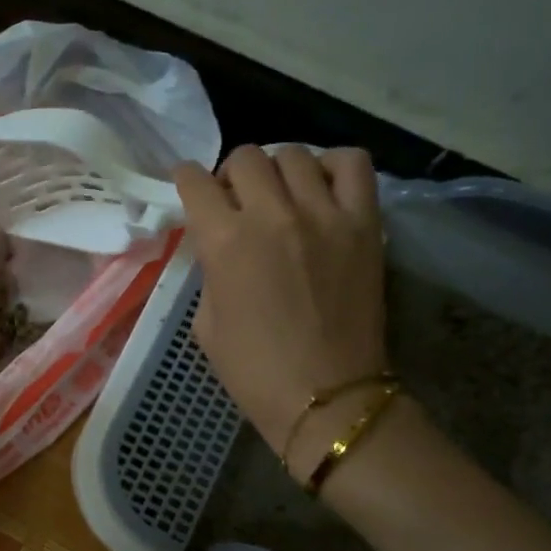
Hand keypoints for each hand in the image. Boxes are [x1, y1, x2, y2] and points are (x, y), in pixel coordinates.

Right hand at [174, 145, 388, 471]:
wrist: (325, 396)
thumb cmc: (253, 370)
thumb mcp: (206, 323)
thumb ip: (210, 272)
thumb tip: (220, 247)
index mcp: (224, 242)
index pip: (196, 183)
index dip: (186, 180)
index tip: (189, 186)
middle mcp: (271, 214)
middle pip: (245, 158)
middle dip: (230, 175)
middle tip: (235, 199)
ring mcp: (323, 214)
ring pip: (293, 154)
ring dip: (276, 169)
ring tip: (279, 194)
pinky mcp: (364, 223)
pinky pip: (351, 164)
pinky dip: (331, 165)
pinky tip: (320, 187)